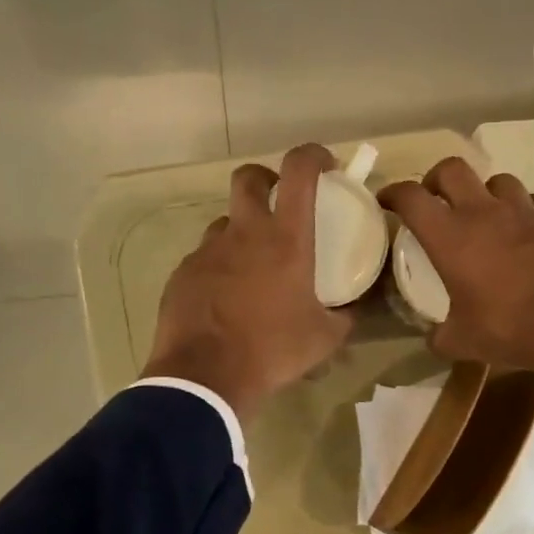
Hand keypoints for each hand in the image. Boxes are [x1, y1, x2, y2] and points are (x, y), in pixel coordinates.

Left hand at [141, 144, 353, 424]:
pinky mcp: (183, 274)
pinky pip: (205, 259)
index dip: (313, 156)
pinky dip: (219, 268)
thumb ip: (342, 318)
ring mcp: (208, 251)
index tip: (325, 164)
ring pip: (225, 224)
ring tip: (252, 268)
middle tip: (278, 203)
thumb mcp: (324, 339)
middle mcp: (244, 234)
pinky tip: (226, 300)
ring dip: (241, 233)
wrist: (206, 377)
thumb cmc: (273, 351)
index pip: (299, 172)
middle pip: (248, 179)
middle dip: (265, 180)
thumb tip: (350, 313)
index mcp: (285, 240)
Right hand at [381, 158, 533, 375]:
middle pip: (452, 169)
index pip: (411, 197)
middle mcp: (483, 212)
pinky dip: (525, 211)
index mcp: (450, 236)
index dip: (393, 193)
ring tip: (486, 215)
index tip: (387, 201)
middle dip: (437, 179)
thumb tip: (434, 337)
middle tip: (435, 198)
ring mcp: (524, 210)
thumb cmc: (508, 329)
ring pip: (498, 180)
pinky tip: (527, 230)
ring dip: (485, 193)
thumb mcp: (461, 342)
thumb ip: (440, 335)